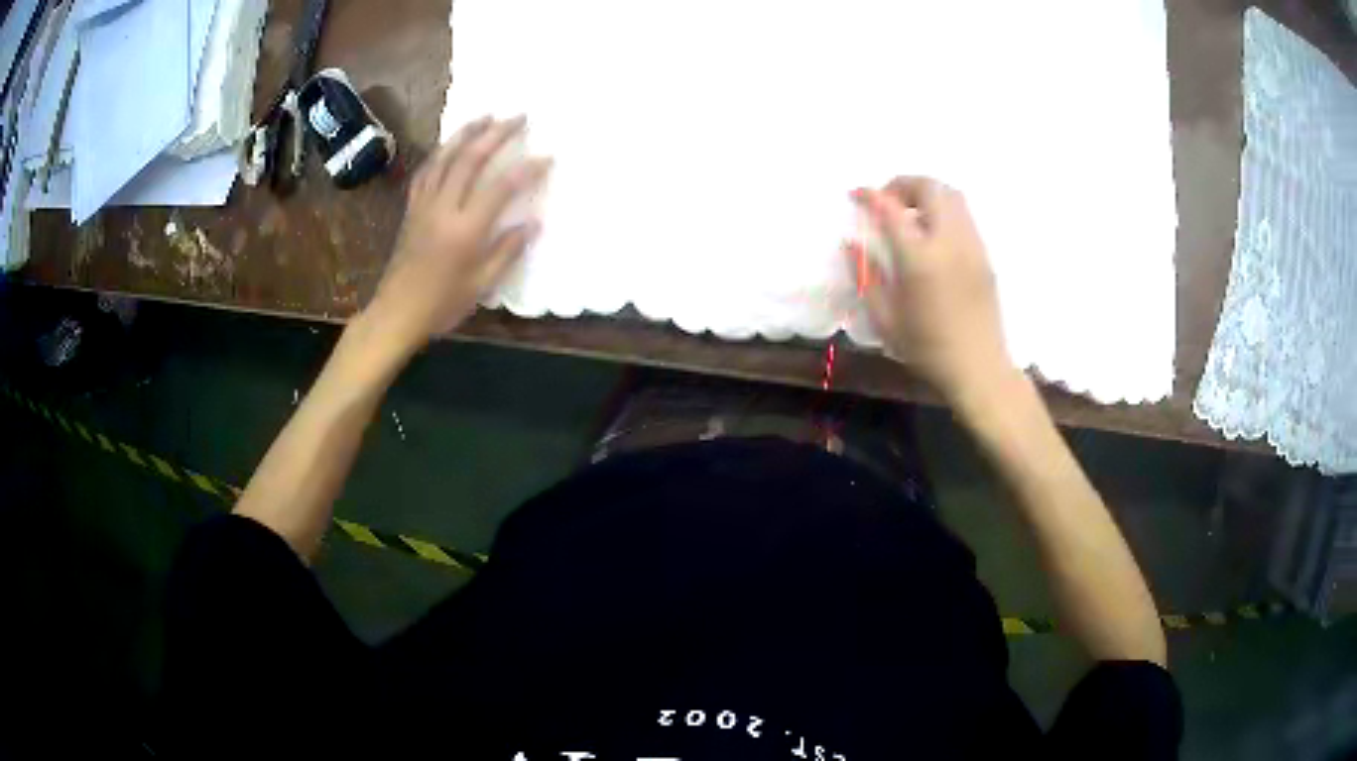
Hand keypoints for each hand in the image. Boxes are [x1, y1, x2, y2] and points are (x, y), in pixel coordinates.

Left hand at [365, 115, 551, 352]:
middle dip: (496, 134)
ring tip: (485, 116)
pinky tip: (450, 146)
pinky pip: (426, 172)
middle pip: (470, 160)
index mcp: (465, 229)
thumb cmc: (441, 304)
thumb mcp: (481, 285)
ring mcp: (424, 205)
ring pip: (444, 158)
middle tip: (518, 117)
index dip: (526, 169)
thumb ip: (506, 251)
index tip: (547, 156)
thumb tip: (532, 223)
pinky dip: (440, 153)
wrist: (396, 313)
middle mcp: (443, 208)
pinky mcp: (411, 209)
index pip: (501, 187)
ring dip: (466, 133)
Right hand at [851, 177, 1012, 399]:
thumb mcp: (885, 319)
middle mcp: (949, 242)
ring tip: (911, 212)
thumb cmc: (928, 349)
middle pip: (930, 188)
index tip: (856, 194)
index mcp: (920, 259)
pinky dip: (944, 210)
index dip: (871, 195)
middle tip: (888, 200)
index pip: (891, 209)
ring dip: (927, 193)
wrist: (979, 368)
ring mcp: (972, 245)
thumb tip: (852, 244)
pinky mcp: (985, 255)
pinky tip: (933, 233)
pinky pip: (964, 216)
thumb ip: (866, 276)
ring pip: (953, 195)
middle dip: (904, 184)